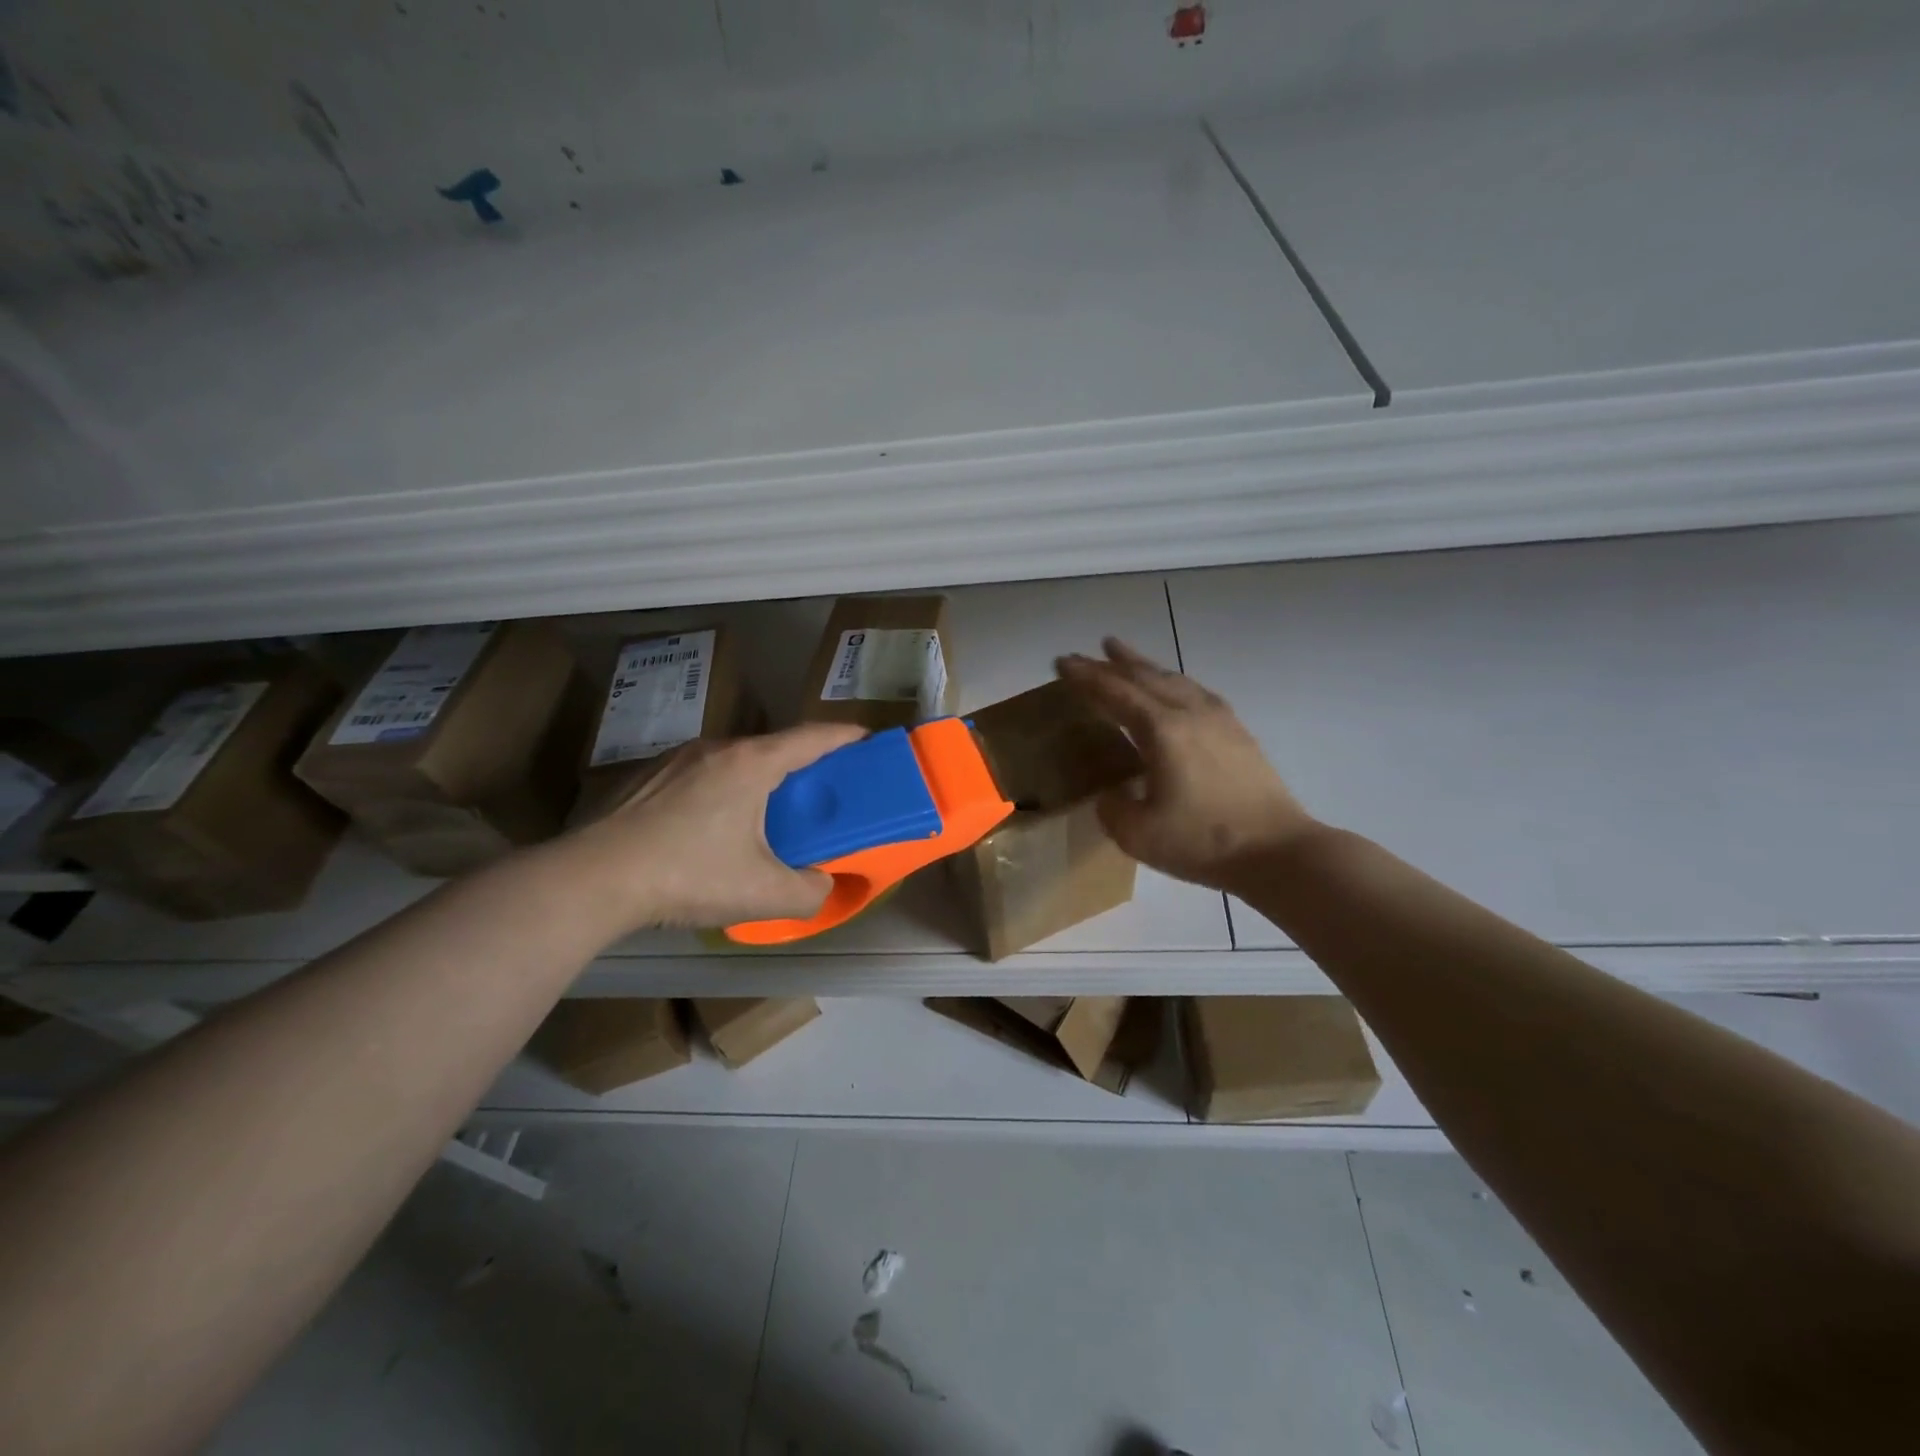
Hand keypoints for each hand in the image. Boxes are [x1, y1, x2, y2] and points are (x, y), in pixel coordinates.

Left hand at [563, 723, 866, 930]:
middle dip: (804, 764)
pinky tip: (713, 827)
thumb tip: (822, 884)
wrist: (592, 879)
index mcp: (752, 764)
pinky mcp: (647, 777)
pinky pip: (703, 774)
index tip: (868, 740)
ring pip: (736, 760)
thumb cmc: (688, 875)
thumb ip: (809, 891)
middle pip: (774, 747)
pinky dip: (725, 788)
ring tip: (768, 812)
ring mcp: (677, 759)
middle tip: (820, 793)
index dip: (845, 736)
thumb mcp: (763, 894)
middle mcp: (717, 749)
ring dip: (761, 778)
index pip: (813, 737)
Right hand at [1057, 639, 1320, 889]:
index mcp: (1161, 731)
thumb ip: (1112, 808)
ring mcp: (1218, 719)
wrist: (1278, 851)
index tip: (1062, 662)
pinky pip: (1195, 691)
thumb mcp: (1137, 835)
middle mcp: (1189, 713)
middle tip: (1082, 654)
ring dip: (1142, 665)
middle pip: (1143, 677)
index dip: (1086, 677)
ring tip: (1121, 653)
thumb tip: (1112, 793)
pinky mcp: (1237, 732)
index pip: (1115, 693)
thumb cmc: (1203, 842)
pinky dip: (1172, 680)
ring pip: (1172, 678)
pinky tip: (1172, 686)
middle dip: (1109, 664)